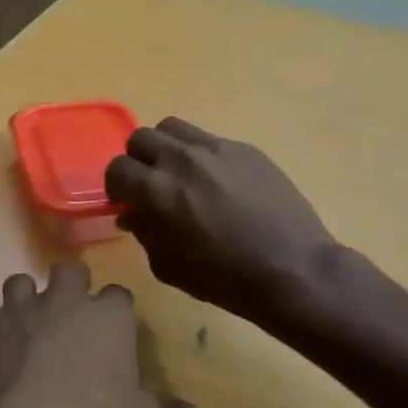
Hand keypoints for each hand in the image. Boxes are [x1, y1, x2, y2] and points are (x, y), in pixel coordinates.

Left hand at [0, 261, 198, 407]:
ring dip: (21, 302)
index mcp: (106, 316)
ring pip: (17, 283)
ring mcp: (13, 310)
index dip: (115, 311)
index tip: (114, 331)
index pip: (118, 295)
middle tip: (67, 317)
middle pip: (69, 271)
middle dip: (69, 286)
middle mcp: (60, 301)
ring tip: (22, 331)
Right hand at [104, 118, 348, 321]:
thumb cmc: (223, 278)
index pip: (117, 168)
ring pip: (173, 128)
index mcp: (156, 190)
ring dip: (167, 148)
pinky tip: (217, 183)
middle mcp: (181, 159)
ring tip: (180, 174)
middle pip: (141, 138)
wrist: (290, 269)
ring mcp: (216, 149)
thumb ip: (145, 232)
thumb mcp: (168, 266)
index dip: (117, 187)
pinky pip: (209, 140)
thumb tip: (134, 214)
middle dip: (138, 161)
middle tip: (151, 185)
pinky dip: (201, 155)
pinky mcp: (244, 148)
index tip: (127, 202)